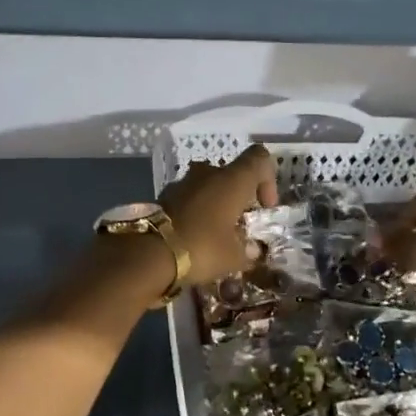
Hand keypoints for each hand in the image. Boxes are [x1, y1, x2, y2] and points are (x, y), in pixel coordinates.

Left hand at [160, 145, 278, 285]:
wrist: (148, 251)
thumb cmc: (202, 248)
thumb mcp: (233, 257)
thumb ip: (247, 250)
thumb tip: (251, 249)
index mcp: (231, 180)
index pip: (258, 158)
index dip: (268, 178)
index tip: (264, 206)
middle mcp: (208, 173)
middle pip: (231, 174)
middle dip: (238, 196)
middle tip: (239, 225)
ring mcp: (182, 182)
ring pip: (208, 185)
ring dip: (215, 204)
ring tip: (216, 234)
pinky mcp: (163, 195)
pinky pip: (188, 198)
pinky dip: (195, 211)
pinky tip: (194, 237)